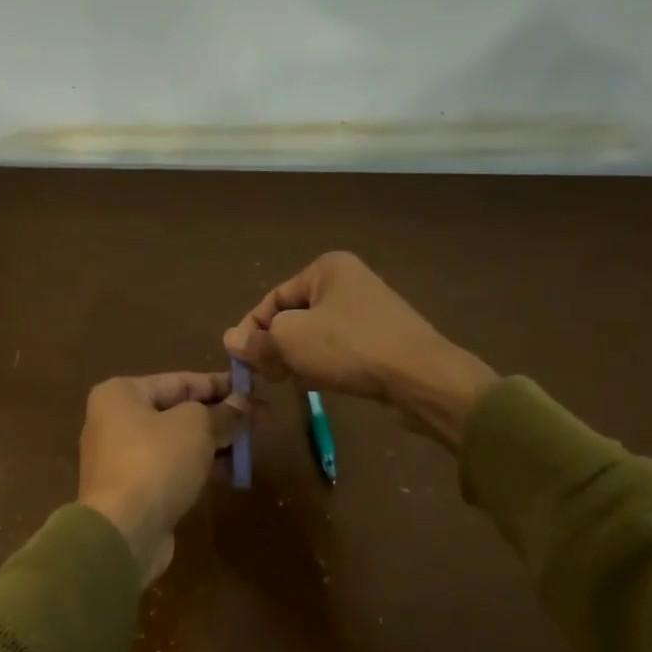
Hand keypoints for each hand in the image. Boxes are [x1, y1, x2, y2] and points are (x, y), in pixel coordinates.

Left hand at [78, 371, 248, 583]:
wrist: (122, 533)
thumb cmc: (156, 463)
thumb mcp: (196, 427)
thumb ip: (222, 413)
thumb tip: (242, 404)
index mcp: (122, 394)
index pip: (181, 381)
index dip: (221, 384)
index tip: (255, 390)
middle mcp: (117, 420)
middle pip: (180, 410)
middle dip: (222, 415)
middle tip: (262, 419)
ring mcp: (124, 457)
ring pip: (179, 441)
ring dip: (215, 442)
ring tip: (251, 447)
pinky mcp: (135, 489)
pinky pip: (173, 468)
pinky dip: (200, 466)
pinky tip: (230, 473)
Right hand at [222, 251, 496, 447]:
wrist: (420, 377)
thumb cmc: (349, 347)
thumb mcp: (291, 340)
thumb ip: (258, 340)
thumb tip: (231, 340)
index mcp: (327, 268)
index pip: (273, 297)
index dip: (252, 329)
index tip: (243, 360)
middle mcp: (349, 282)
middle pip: (295, 316)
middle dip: (277, 345)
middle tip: (270, 375)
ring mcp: (369, 311)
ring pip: (316, 335)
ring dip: (299, 358)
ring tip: (295, 381)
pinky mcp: (382, 339)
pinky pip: (339, 349)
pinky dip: (325, 364)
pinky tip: (321, 383)